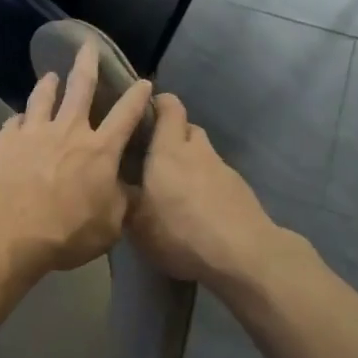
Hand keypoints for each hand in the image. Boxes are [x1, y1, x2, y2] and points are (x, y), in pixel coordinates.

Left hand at [0, 42, 153, 273]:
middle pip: (81, 88)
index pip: (126, 115)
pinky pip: (13, 122)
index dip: (137, 97)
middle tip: (88, 46)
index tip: (144, 81)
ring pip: (42, 98)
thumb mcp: (109, 226)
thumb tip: (129, 191)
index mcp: (100, 150)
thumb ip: (120, 203)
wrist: (8, 229)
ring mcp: (32, 132)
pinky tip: (17, 119)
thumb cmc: (66, 232)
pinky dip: (18, 119)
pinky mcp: (3, 141)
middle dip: (87, 64)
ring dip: (48, 85)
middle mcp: (68, 131)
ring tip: (49, 76)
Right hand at [127, 94, 280, 286]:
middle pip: (188, 129)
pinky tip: (197, 209)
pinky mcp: (241, 190)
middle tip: (153, 156)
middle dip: (172, 136)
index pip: (169, 108)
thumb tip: (115, 185)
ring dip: (190, 163)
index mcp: (169, 150)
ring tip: (174, 188)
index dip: (158, 103)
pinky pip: (216, 178)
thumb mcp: (137, 223)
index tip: (144, 111)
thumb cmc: (179, 231)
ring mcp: (224, 170)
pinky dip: (205, 185)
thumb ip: (125, 198)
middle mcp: (198, 151)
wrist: (242, 253)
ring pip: (203, 155)